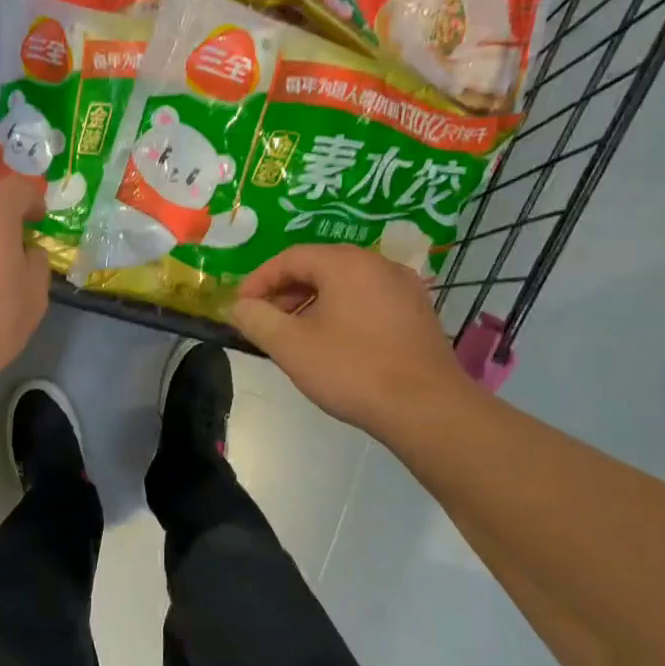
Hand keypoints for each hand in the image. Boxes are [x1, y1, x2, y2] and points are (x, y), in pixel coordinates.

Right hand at [230, 245, 467, 437]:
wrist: (426, 408)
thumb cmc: (352, 370)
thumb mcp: (290, 346)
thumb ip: (256, 319)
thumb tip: (238, 306)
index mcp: (346, 264)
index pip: (290, 257)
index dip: (258, 280)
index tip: (240, 307)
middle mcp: (378, 264)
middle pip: (319, 266)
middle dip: (284, 291)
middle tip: (263, 320)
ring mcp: (404, 288)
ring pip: (345, 283)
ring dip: (311, 302)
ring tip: (293, 335)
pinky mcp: (418, 313)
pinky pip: (367, 299)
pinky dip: (340, 311)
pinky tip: (331, 342)